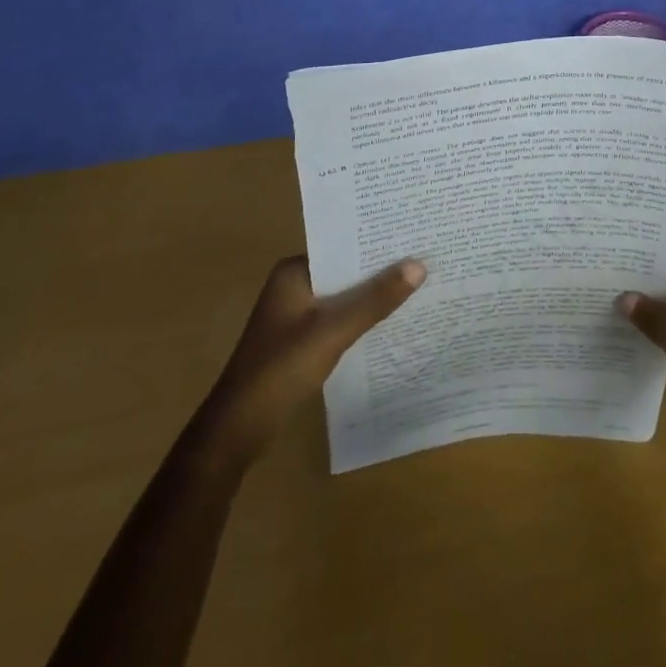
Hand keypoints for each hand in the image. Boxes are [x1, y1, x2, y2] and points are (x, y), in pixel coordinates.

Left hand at [199, 255, 424, 464]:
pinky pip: (339, 320)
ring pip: (344, 297)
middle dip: (380, 270)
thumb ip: (375, 299)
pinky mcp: (301, 341)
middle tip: (426, 259)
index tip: (414, 237)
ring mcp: (296, 315)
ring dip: (373, 297)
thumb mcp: (333, 331)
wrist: (239, 429)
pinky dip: (361, 320)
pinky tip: (391, 323)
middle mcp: (294, 285)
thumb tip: (419, 265)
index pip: (343, 247)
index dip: (377, 243)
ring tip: (418, 286)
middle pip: (346, 272)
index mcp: (295, 272)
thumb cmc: (281, 369)